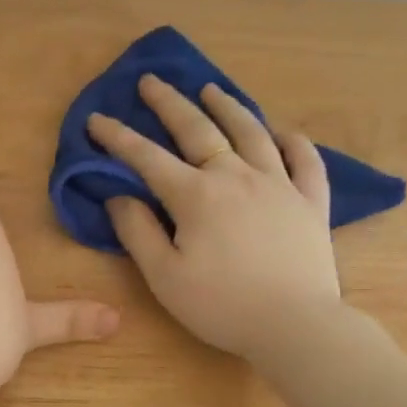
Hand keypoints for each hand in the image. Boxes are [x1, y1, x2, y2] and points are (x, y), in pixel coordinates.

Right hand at [87, 75, 341, 360]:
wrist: (295, 325)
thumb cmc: (221, 306)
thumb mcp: (164, 277)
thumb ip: (137, 233)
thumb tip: (120, 196)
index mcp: (196, 195)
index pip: (147, 157)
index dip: (118, 137)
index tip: (96, 118)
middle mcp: (236, 176)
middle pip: (198, 129)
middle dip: (169, 103)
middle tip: (151, 81)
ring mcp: (279, 184)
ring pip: (251, 132)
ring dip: (227, 106)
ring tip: (210, 89)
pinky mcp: (311, 201)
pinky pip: (304, 159)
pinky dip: (291, 140)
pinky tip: (281, 131)